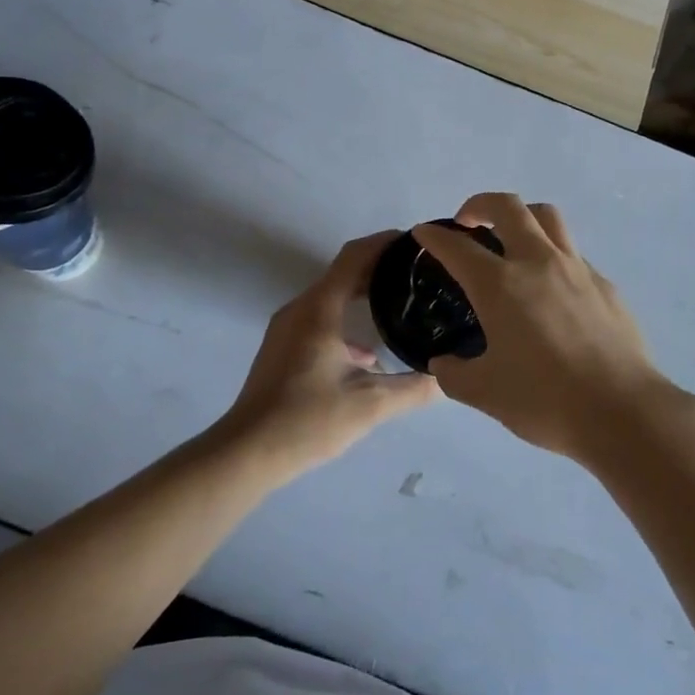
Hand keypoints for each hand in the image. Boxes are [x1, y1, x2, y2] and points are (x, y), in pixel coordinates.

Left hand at [217, 232, 439, 479]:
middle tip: (419, 274)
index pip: (354, 256)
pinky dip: (347, 320)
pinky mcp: (283, 348)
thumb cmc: (307, 420)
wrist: (246, 452)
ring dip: (363, 294)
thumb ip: (414, 389)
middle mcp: (301, 309)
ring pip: (331, 297)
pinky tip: (370, 354)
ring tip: (400, 305)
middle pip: (343, 273)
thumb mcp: (370, 405)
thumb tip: (448, 378)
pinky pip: (320, 318)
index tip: (417, 242)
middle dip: (380, 268)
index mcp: (319, 309)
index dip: (385, 243)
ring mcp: (287, 328)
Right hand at [413, 195, 681, 460]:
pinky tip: (551, 289)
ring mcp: (576, 269)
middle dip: (480, 204)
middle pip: (508, 207)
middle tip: (468, 222)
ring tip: (511, 240)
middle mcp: (538, 263)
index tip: (424, 233)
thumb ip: (454, 374)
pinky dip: (552, 255)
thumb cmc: (545, 400)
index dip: (435, 236)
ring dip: (522, 217)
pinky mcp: (604, 285)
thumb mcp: (485, 393)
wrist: (622, 411)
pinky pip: (573, 253)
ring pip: (548, 217)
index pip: (458, 246)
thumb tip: (442, 363)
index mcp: (501, 285)